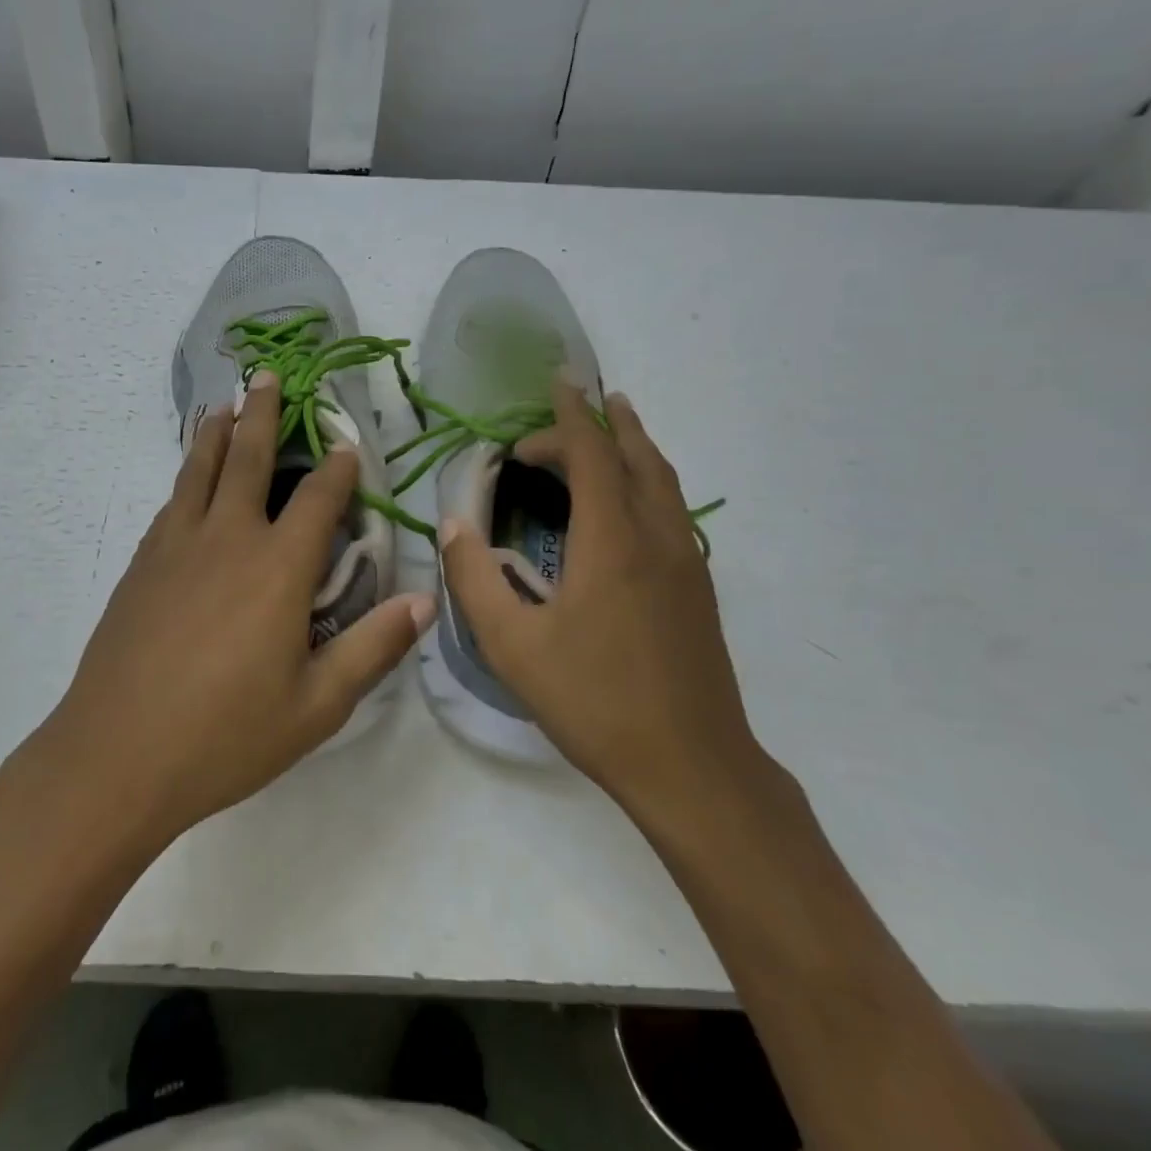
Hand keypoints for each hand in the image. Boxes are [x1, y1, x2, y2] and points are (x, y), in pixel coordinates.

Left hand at [29, 371, 432, 846]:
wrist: (116, 754)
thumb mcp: (316, 705)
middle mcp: (228, 539)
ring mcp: (176, 546)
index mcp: (278, 568)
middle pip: (247, 459)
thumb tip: (425, 600)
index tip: (346, 444)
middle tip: (266, 375)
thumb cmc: (226, 735)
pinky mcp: (141, 564)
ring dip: (214, 433)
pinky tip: (187, 482)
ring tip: (221, 405)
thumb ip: (372, 647)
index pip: (317, 499)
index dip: (337, 468)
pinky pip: (172, 504)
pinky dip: (185, 478)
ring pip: (198, 471)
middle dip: (261, 413)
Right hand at [440, 378, 761, 815]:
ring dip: (634, 444)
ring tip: (614, 424)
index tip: (554, 384)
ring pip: (663, 479)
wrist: (692, 766)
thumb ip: (474, 578)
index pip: (591, 453)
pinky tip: (630, 499)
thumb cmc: (593, 701)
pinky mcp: (697, 588)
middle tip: (568, 408)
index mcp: (611, 541)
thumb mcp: (512, 644)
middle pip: (635, 455)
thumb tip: (452, 525)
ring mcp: (685, 562)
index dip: (569, 416)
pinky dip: (649, 478)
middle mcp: (656, 537)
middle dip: (601, 422)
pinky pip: (672, 507)